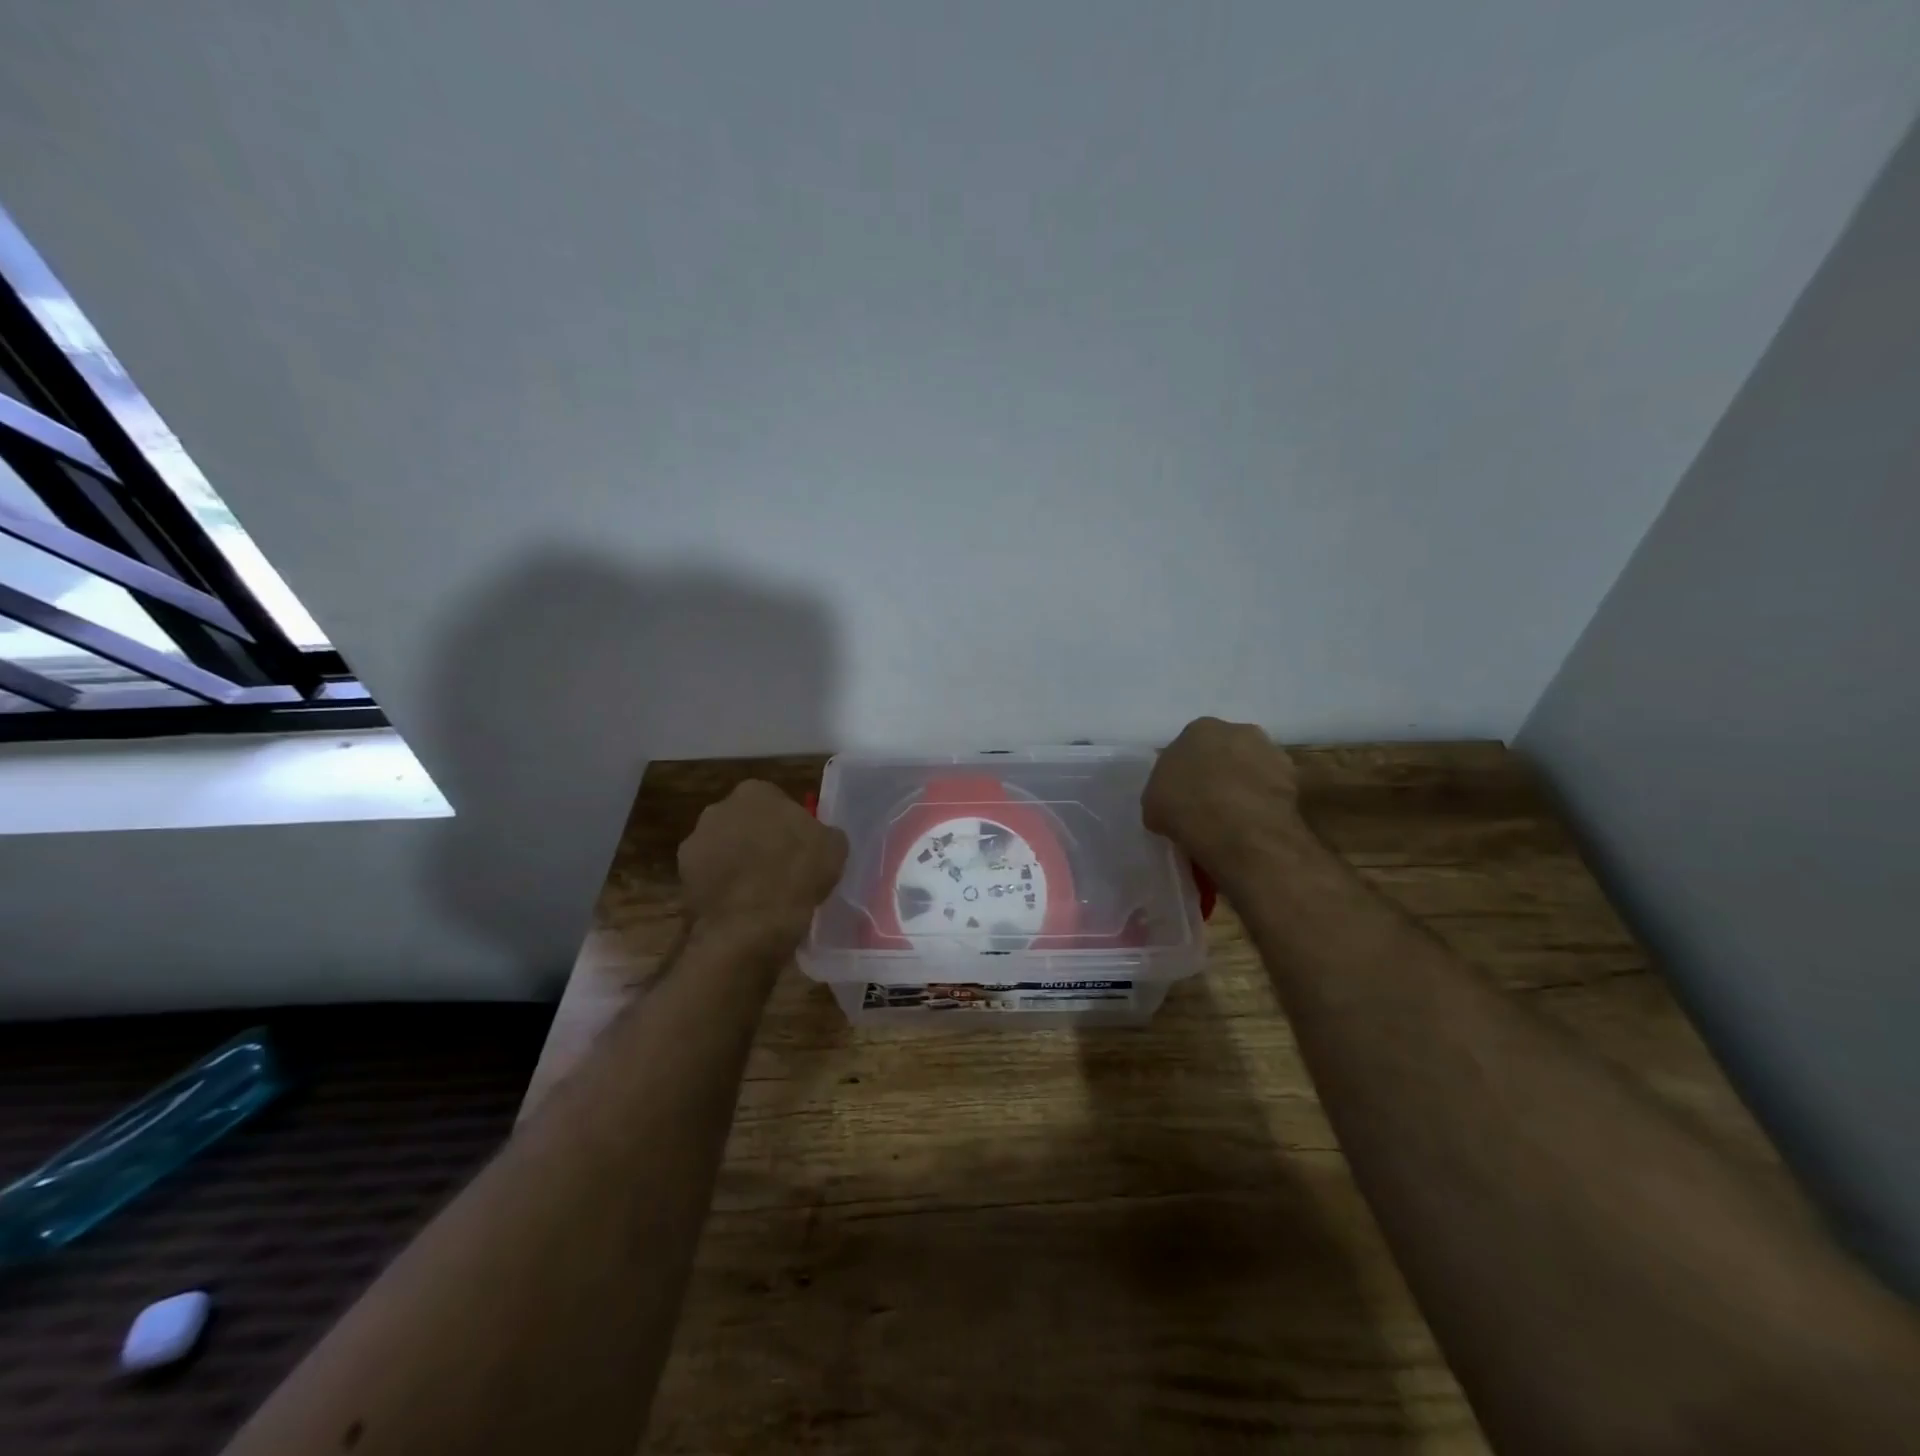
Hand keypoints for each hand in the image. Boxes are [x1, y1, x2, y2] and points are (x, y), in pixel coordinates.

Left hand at [678, 781, 848, 954]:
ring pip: (724, 848)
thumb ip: (823, 833)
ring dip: (737, 863)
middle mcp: (719, 808)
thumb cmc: (797, 874)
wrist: (751, 925)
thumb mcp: (834, 848)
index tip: (800, 848)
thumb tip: (818, 837)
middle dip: (758, 840)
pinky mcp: (681, 875)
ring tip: (759, 892)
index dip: (789, 825)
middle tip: (779, 868)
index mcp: (756, 792)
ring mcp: (695, 841)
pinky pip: (709, 877)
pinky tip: (739, 907)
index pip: (776, 801)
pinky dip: (722, 887)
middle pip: (745, 822)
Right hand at [1143, 717, 1302, 870]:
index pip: (1190, 746)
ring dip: (1245, 786)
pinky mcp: (1294, 779)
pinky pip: (1272, 791)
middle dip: (1219, 772)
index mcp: (1199, 729)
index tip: (1184, 794)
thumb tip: (1172, 803)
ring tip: (1234, 818)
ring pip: (1252, 768)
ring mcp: (1270, 752)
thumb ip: (1164, 793)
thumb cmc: (1184, 806)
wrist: (1236, 827)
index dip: (1187, 771)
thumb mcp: (1153, 803)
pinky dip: (1264, 804)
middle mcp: (1237, 730)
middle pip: (1225, 750)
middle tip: (1209, 803)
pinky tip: (1253, 825)